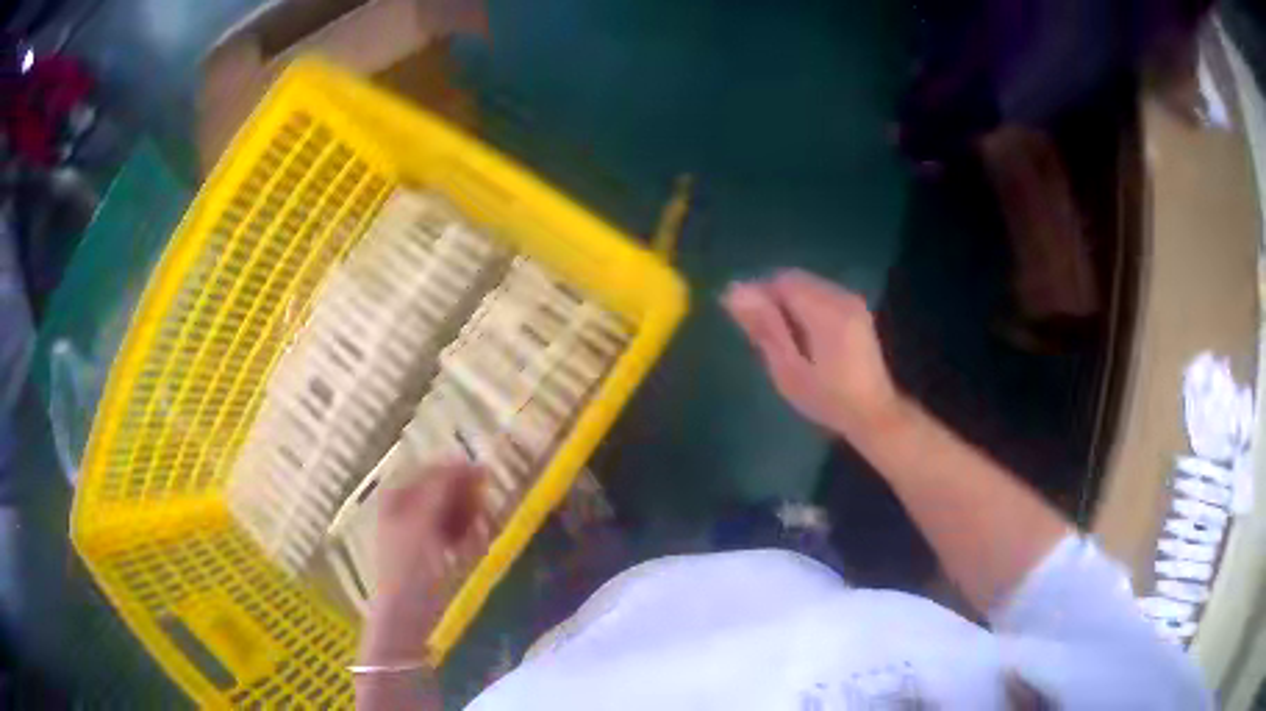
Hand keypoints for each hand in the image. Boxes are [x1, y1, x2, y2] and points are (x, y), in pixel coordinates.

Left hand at [361, 462, 485, 663]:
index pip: (431, 471)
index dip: (458, 471)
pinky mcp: (431, 553)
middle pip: (443, 491)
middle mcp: (404, 508)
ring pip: (451, 512)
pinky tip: (474, 550)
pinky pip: (454, 534)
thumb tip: (465, 460)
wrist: (407, 616)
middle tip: (484, 511)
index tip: (486, 476)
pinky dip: (466, 538)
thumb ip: (442, 488)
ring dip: (469, 519)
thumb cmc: (410, 566)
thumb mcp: (424, 521)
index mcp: (396, 496)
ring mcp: (417, 531)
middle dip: (465, 499)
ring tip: (479, 535)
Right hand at [722, 269, 905, 439]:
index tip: (742, 321)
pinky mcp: (855, 308)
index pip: (781, 282)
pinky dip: (802, 306)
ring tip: (778, 338)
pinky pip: (819, 293)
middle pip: (794, 280)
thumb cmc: (828, 399)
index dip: (756, 294)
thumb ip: (764, 327)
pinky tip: (800, 336)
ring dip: (786, 303)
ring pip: (806, 285)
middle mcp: (841, 296)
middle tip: (758, 334)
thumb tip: (733, 292)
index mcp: (826, 311)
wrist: (873, 413)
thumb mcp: (789, 370)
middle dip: (771, 299)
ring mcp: (851, 300)